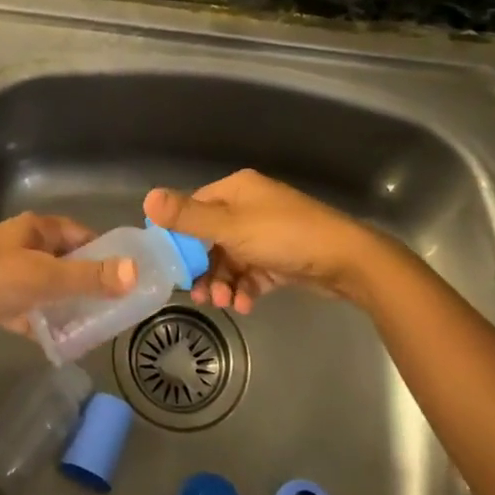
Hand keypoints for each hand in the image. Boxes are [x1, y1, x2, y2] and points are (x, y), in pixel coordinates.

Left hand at [0, 213, 136, 347]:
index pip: (81, 235)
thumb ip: (89, 277)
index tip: (128, 276)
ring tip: (92, 327)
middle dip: (88, 281)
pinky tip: (57, 341)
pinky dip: (41, 321)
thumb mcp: (46, 277)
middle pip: (65, 260)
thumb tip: (135, 272)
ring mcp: (7, 272)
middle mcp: (23, 245)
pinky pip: (28, 307)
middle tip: (114, 307)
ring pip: (47, 285)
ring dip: (66, 303)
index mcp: (36, 229)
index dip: (105, 252)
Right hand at [143, 169, 386, 312]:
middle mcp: (249, 207)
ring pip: (230, 259)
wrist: (346, 261)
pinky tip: (244, 305)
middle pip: (210, 237)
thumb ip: (188, 217)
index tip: (168, 264)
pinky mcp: (279, 258)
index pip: (194, 208)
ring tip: (224, 302)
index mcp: (236, 190)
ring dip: (223, 282)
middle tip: (197, 294)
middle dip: (203, 267)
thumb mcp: (231, 227)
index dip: (179, 235)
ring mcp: (265, 233)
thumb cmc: (284, 236)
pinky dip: (244, 288)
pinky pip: (251, 273)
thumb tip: (147, 197)